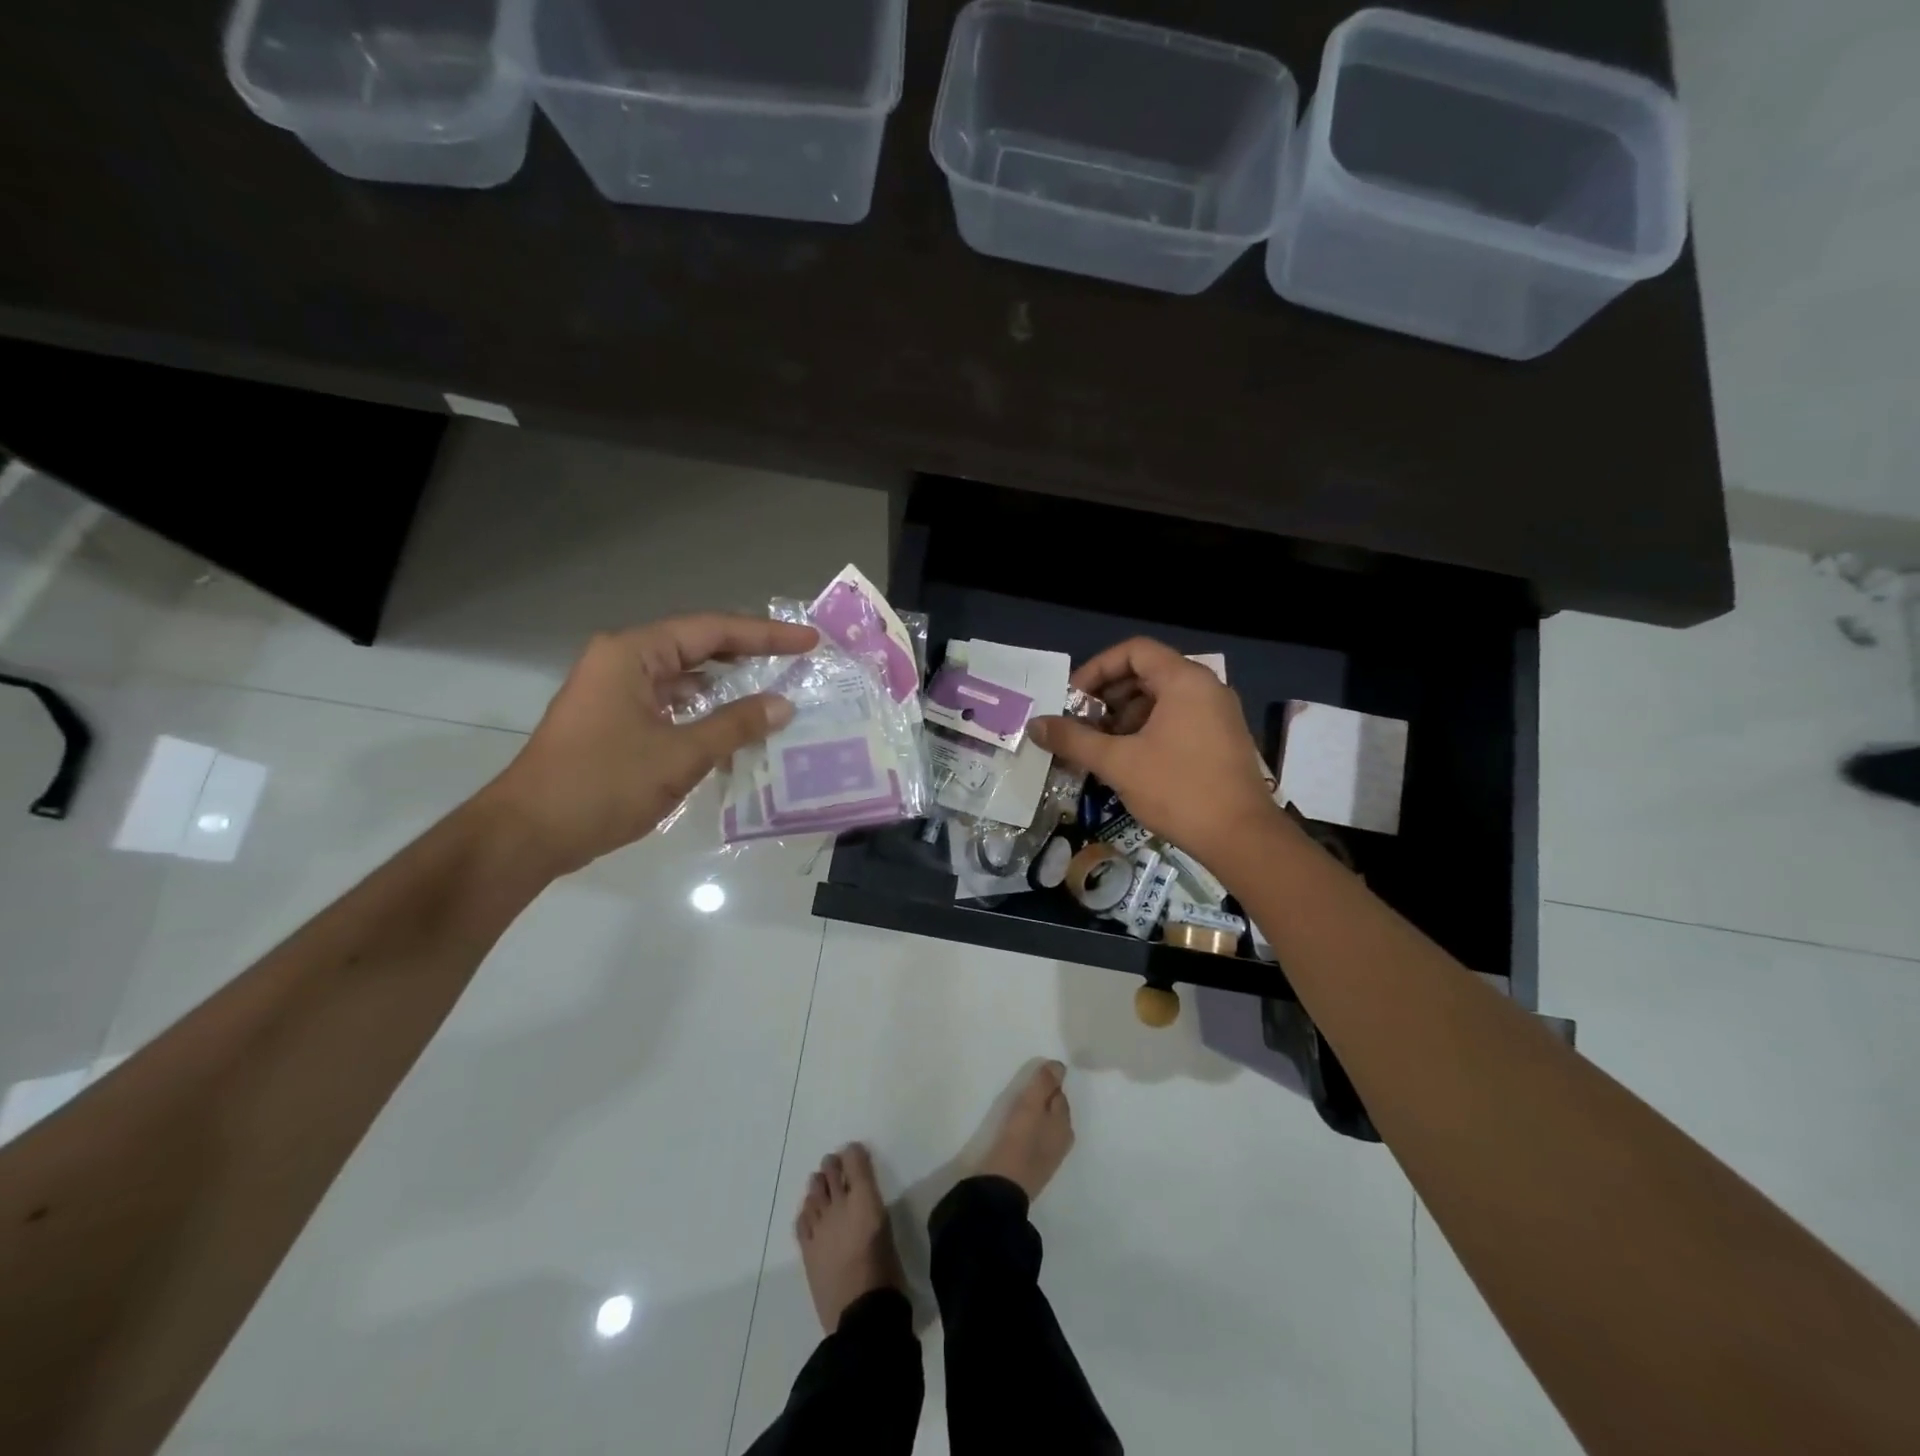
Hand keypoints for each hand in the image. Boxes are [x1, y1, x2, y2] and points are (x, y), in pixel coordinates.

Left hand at [480, 614, 817, 874]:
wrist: (528, 834)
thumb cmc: (602, 785)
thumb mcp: (679, 755)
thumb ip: (735, 726)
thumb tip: (783, 706)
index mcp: (633, 654)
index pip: (712, 630)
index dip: (765, 636)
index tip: (808, 642)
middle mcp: (623, 661)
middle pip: (698, 647)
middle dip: (749, 655)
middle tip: (798, 662)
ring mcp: (616, 691)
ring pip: (685, 678)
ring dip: (728, 688)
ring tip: (776, 693)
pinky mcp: (616, 720)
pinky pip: (671, 705)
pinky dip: (704, 713)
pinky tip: (736, 730)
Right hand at [1029, 637, 1281, 863]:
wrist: (1242, 838)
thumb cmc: (1178, 789)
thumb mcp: (1118, 762)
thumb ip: (1073, 740)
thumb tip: (1034, 725)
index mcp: (1184, 680)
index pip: (1134, 650)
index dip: (1097, 668)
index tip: (1073, 698)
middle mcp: (1206, 688)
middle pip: (1147, 672)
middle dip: (1108, 695)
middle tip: (1081, 723)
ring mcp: (1218, 714)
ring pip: (1162, 699)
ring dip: (1126, 716)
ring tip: (1100, 745)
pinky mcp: (1222, 739)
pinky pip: (1178, 719)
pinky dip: (1148, 729)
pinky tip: (1129, 760)